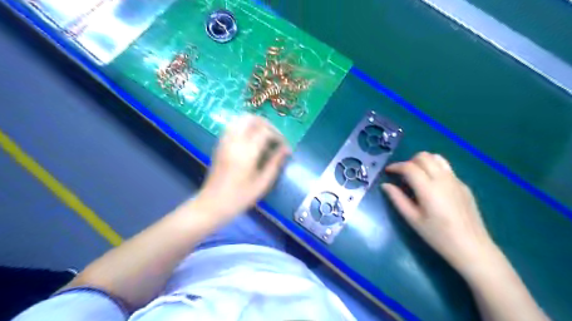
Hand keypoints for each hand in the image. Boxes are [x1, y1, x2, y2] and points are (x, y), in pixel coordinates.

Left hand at [194, 114, 290, 220]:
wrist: (212, 204)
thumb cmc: (240, 197)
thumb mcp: (262, 183)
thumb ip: (275, 163)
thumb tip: (287, 149)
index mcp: (246, 152)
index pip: (265, 131)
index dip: (278, 136)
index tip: (285, 147)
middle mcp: (234, 141)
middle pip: (252, 119)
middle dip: (267, 125)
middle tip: (276, 138)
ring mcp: (225, 141)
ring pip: (241, 119)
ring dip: (256, 124)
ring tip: (265, 137)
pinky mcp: (220, 144)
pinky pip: (233, 126)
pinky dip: (245, 127)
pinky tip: (251, 141)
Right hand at [381, 152, 499, 274]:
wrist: (472, 247)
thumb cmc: (438, 235)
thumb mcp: (412, 219)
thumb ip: (397, 199)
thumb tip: (385, 185)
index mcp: (428, 188)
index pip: (409, 167)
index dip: (396, 166)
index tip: (388, 172)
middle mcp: (443, 179)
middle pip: (423, 157)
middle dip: (409, 161)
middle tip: (402, 175)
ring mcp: (456, 180)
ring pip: (436, 158)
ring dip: (423, 161)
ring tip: (416, 175)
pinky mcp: (463, 185)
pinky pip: (446, 168)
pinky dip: (434, 168)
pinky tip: (432, 185)